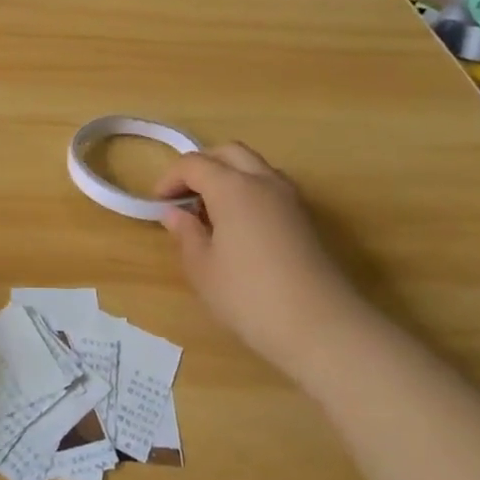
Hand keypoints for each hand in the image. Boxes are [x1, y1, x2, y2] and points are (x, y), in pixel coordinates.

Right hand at [155, 143, 362, 376]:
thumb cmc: (249, 296)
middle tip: (184, 196)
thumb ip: (186, 234)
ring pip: (254, 166)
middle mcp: (264, 181)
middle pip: (228, 152)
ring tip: (211, 211)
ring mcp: (290, 198)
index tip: (158, 203)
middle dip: (202, 166)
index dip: (170, 178)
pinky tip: (239, 227)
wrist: (321, 327)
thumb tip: (174, 213)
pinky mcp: (306, 219)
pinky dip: (249, 192)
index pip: (194, 164)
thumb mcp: (203, 269)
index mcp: (233, 187)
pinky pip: (270, 187)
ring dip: (228, 176)